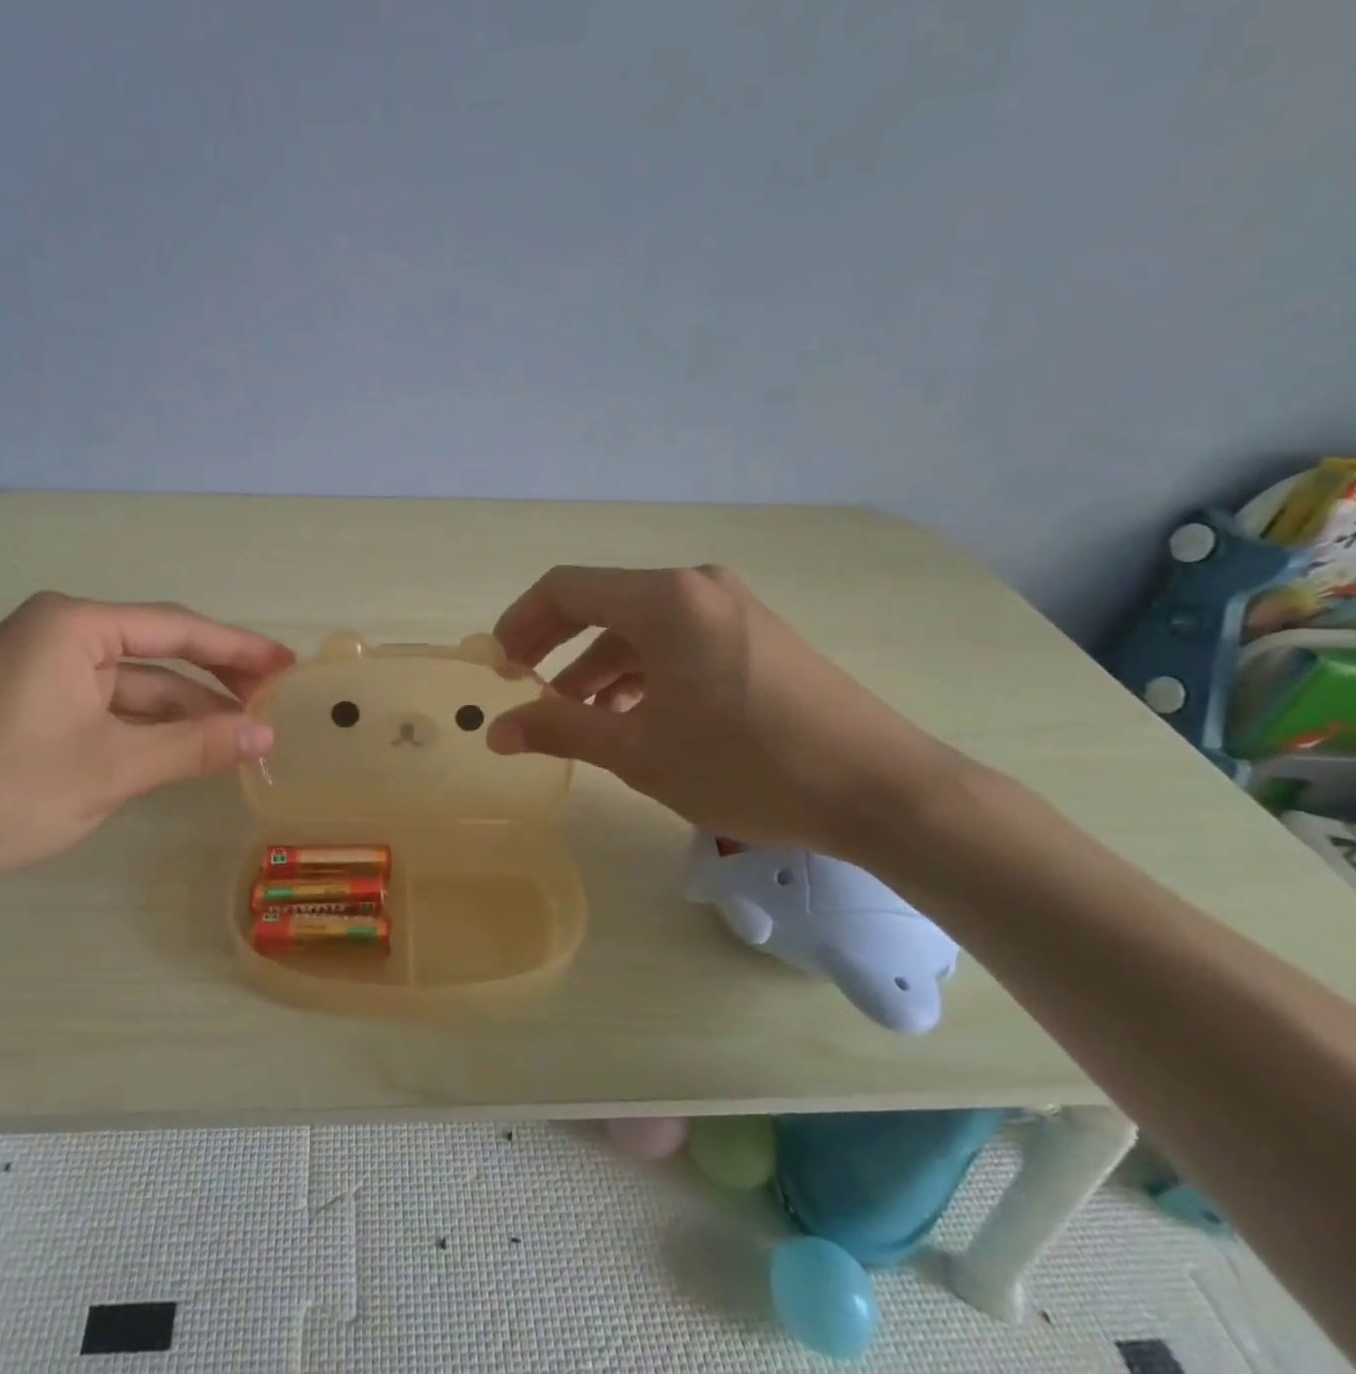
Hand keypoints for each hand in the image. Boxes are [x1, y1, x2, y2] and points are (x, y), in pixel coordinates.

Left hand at [0, 593, 294, 897]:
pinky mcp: (34, 702)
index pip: (176, 628)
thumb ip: (196, 746)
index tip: (287, 665)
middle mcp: (57, 633)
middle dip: (216, 676)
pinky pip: (109, 704)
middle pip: (158, 649)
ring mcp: (42, 668)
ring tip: (242, 732)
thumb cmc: (4, 792)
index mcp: (71, 626)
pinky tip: (189, 746)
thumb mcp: (113, 768)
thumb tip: (266, 736)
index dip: (239, 648)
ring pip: (135, 682)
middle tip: (273, 698)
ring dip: (186, 708)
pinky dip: (149, 725)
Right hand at [487, 566, 962, 858]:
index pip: (564, 589)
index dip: (519, 624)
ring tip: (579, 718)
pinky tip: (635, 717)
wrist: (880, 789)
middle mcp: (695, 587)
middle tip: (526, 691)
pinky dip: (642, 672)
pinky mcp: (755, 635)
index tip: (498, 668)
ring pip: (639, 627)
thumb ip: (560, 730)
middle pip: (600, 604)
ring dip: (599, 667)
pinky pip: (677, 641)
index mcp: (663, 600)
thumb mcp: (639, 752)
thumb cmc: (746, 765)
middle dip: (555, 647)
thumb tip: (496, 731)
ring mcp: (731, 608)